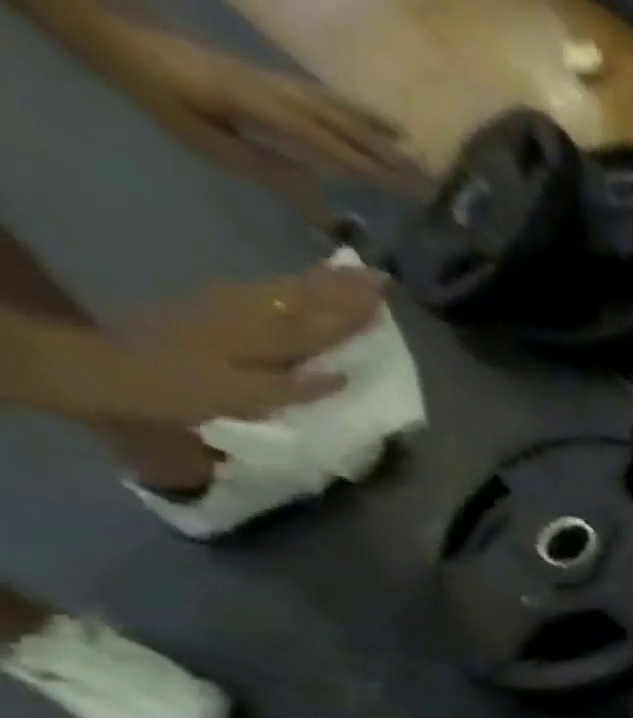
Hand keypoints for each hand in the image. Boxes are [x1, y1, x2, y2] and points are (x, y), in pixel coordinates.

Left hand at [102, 20, 408, 193]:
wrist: (120, 40)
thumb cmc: (161, 95)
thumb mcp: (205, 139)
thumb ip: (261, 163)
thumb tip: (315, 186)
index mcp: (259, 107)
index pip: (323, 142)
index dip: (363, 166)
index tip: (401, 189)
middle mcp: (275, 91)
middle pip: (338, 124)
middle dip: (381, 150)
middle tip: (421, 176)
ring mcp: (274, 81)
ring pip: (334, 106)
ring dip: (374, 127)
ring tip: (408, 144)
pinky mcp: (270, 79)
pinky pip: (320, 96)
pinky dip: (351, 109)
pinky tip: (369, 120)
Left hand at [141, 268, 386, 369]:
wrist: (117, 370)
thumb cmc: (184, 392)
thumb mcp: (240, 398)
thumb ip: (293, 388)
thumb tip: (343, 377)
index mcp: (263, 340)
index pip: (320, 324)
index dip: (354, 312)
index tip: (384, 295)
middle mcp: (253, 315)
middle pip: (306, 298)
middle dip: (343, 288)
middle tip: (379, 276)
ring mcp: (234, 306)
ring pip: (289, 290)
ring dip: (323, 281)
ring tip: (352, 272)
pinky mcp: (221, 306)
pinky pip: (270, 291)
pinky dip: (295, 284)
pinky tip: (307, 282)